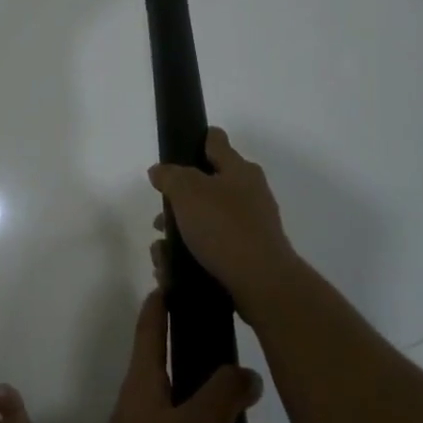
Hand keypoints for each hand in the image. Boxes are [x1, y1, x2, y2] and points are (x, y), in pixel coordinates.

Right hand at [148, 127, 308, 325]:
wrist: (262, 283)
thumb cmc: (223, 228)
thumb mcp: (187, 191)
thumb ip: (170, 175)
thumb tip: (160, 171)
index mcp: (239, 170)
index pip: (215, 141)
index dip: (194, 140)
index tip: (173, 152)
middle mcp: (249, 192)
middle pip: (206, 185)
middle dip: (178, 199)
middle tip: (160, 214)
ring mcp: (251, 225)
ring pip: (205, 220)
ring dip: (180, 231)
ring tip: (161, 253)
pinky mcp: (248, 254)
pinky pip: (212, 247)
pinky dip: (192, 254)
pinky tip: (173, 270)